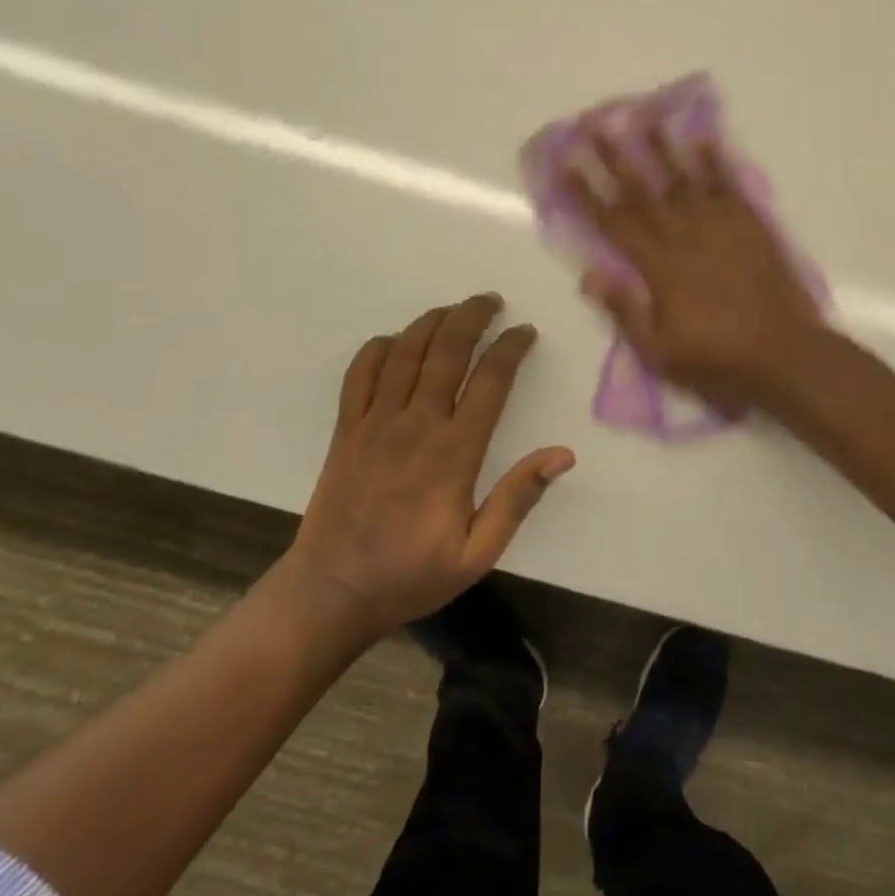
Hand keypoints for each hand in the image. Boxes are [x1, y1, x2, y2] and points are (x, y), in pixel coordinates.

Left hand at [285, 294, 574, 641]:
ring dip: (432, 321)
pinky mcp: (345, 429)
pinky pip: (360, 373)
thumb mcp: (477, 553)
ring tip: (454, 309)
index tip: (525, 332)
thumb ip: (517, 499)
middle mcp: (415, 425)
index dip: (511, 347)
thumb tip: (563, 454)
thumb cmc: (411, 574)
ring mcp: (374, 423)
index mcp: (453, 452)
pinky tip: (397, 341)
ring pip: (406, 352)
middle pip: (447, 350)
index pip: (490, 380)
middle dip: (473, 316)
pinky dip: (379, 348)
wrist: (331, 594)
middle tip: (492, 300)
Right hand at [564, 126, 826, 413]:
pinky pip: (729, 184)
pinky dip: (715, 159)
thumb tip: (589, 275)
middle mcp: (685, 236)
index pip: (614, 223)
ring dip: (662, 147)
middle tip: (596, 124)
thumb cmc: (719, 360)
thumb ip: (626, 311)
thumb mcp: (661, 353)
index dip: (587, 194)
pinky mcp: (751, 224)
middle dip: (616, 157)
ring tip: (644, 116)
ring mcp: (720, 226)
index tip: (566, 165)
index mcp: (659, 268)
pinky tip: (702, 137)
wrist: (786, 355)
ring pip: (684, 178)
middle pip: (644, 191)